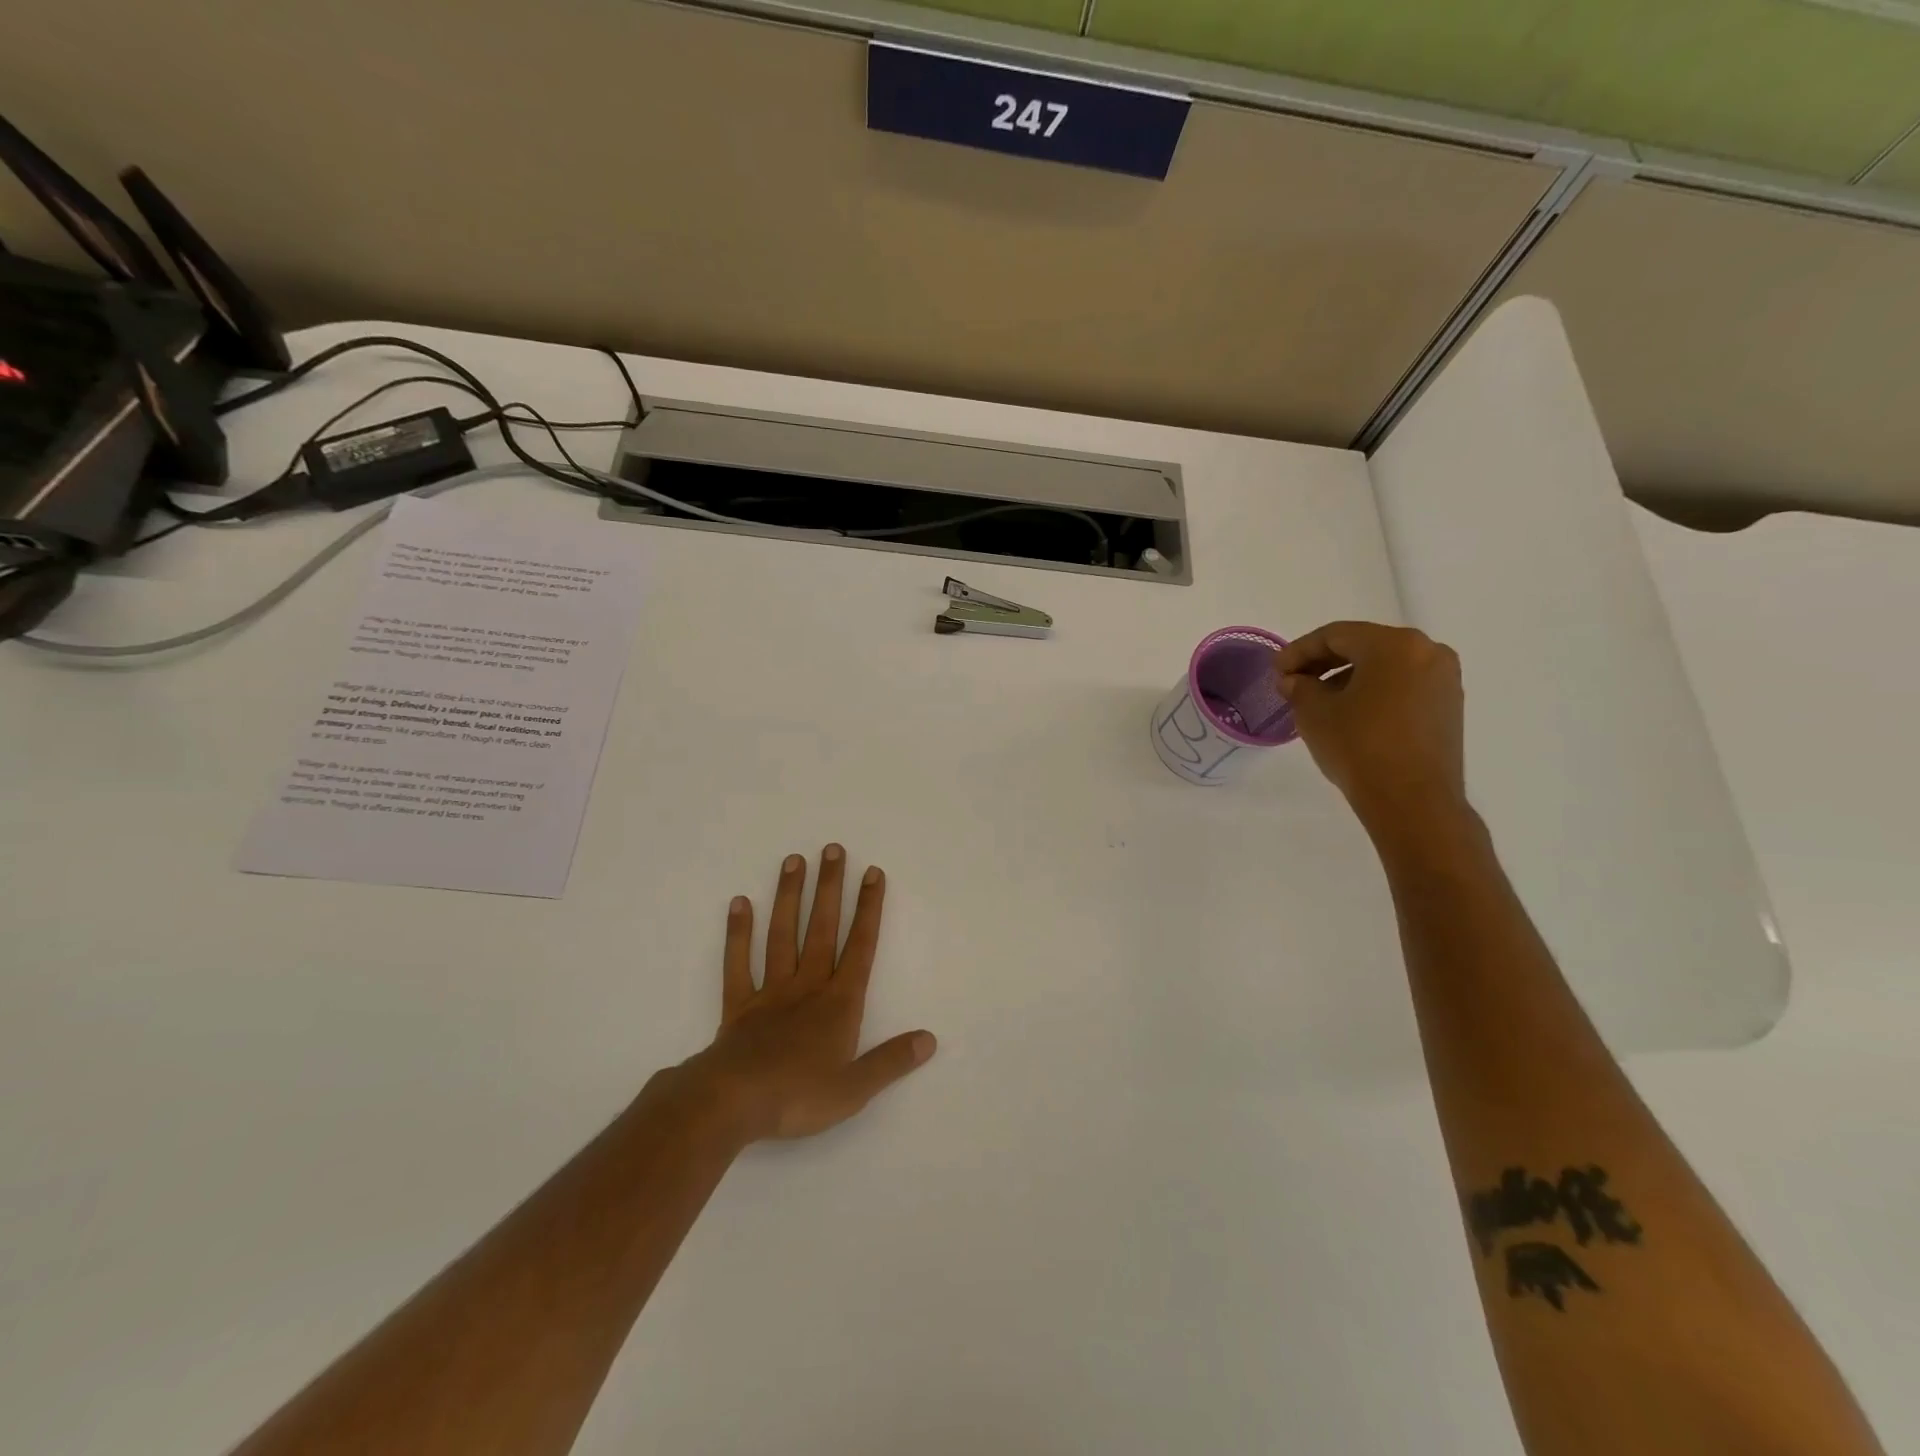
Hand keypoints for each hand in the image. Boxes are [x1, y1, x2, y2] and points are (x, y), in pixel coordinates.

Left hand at [681, 846, 935, 1143]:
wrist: (731, 1104)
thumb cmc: (797, 1096)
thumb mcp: (854, 1089)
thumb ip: (891, 1061)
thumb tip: (929, 1039)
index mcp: (838, 1004)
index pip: (860, 947)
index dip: (869, 909)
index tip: (872, 873)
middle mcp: (807, 987)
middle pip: (821, 929)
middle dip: (830, 888)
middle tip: (832, 849)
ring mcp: (770, 992)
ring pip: (782, 935)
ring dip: (789, 897)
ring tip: (793, 861)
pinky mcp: (738, 1005)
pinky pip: (738, 963)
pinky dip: (738, 933)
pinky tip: (739, 903)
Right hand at [1276, 621, 1466, 828]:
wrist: (1412, 801)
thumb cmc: (1359, 747)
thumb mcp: (1314, 713)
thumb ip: (1300, 687)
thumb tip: (1296, 680)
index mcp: (1394, 645)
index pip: (1336, 635)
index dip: (1299, 650)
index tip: (1276, 670)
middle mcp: (1427, 652)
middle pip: (1364, 646)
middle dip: (1324, 662)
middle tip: (1293, 681)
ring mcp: (1443, 679)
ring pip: (1385, 666)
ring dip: (1349, 677)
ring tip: (1318, 700)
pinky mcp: (1448, 706)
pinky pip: (1403, 685)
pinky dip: (1374, 691)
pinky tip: (1350, 712)